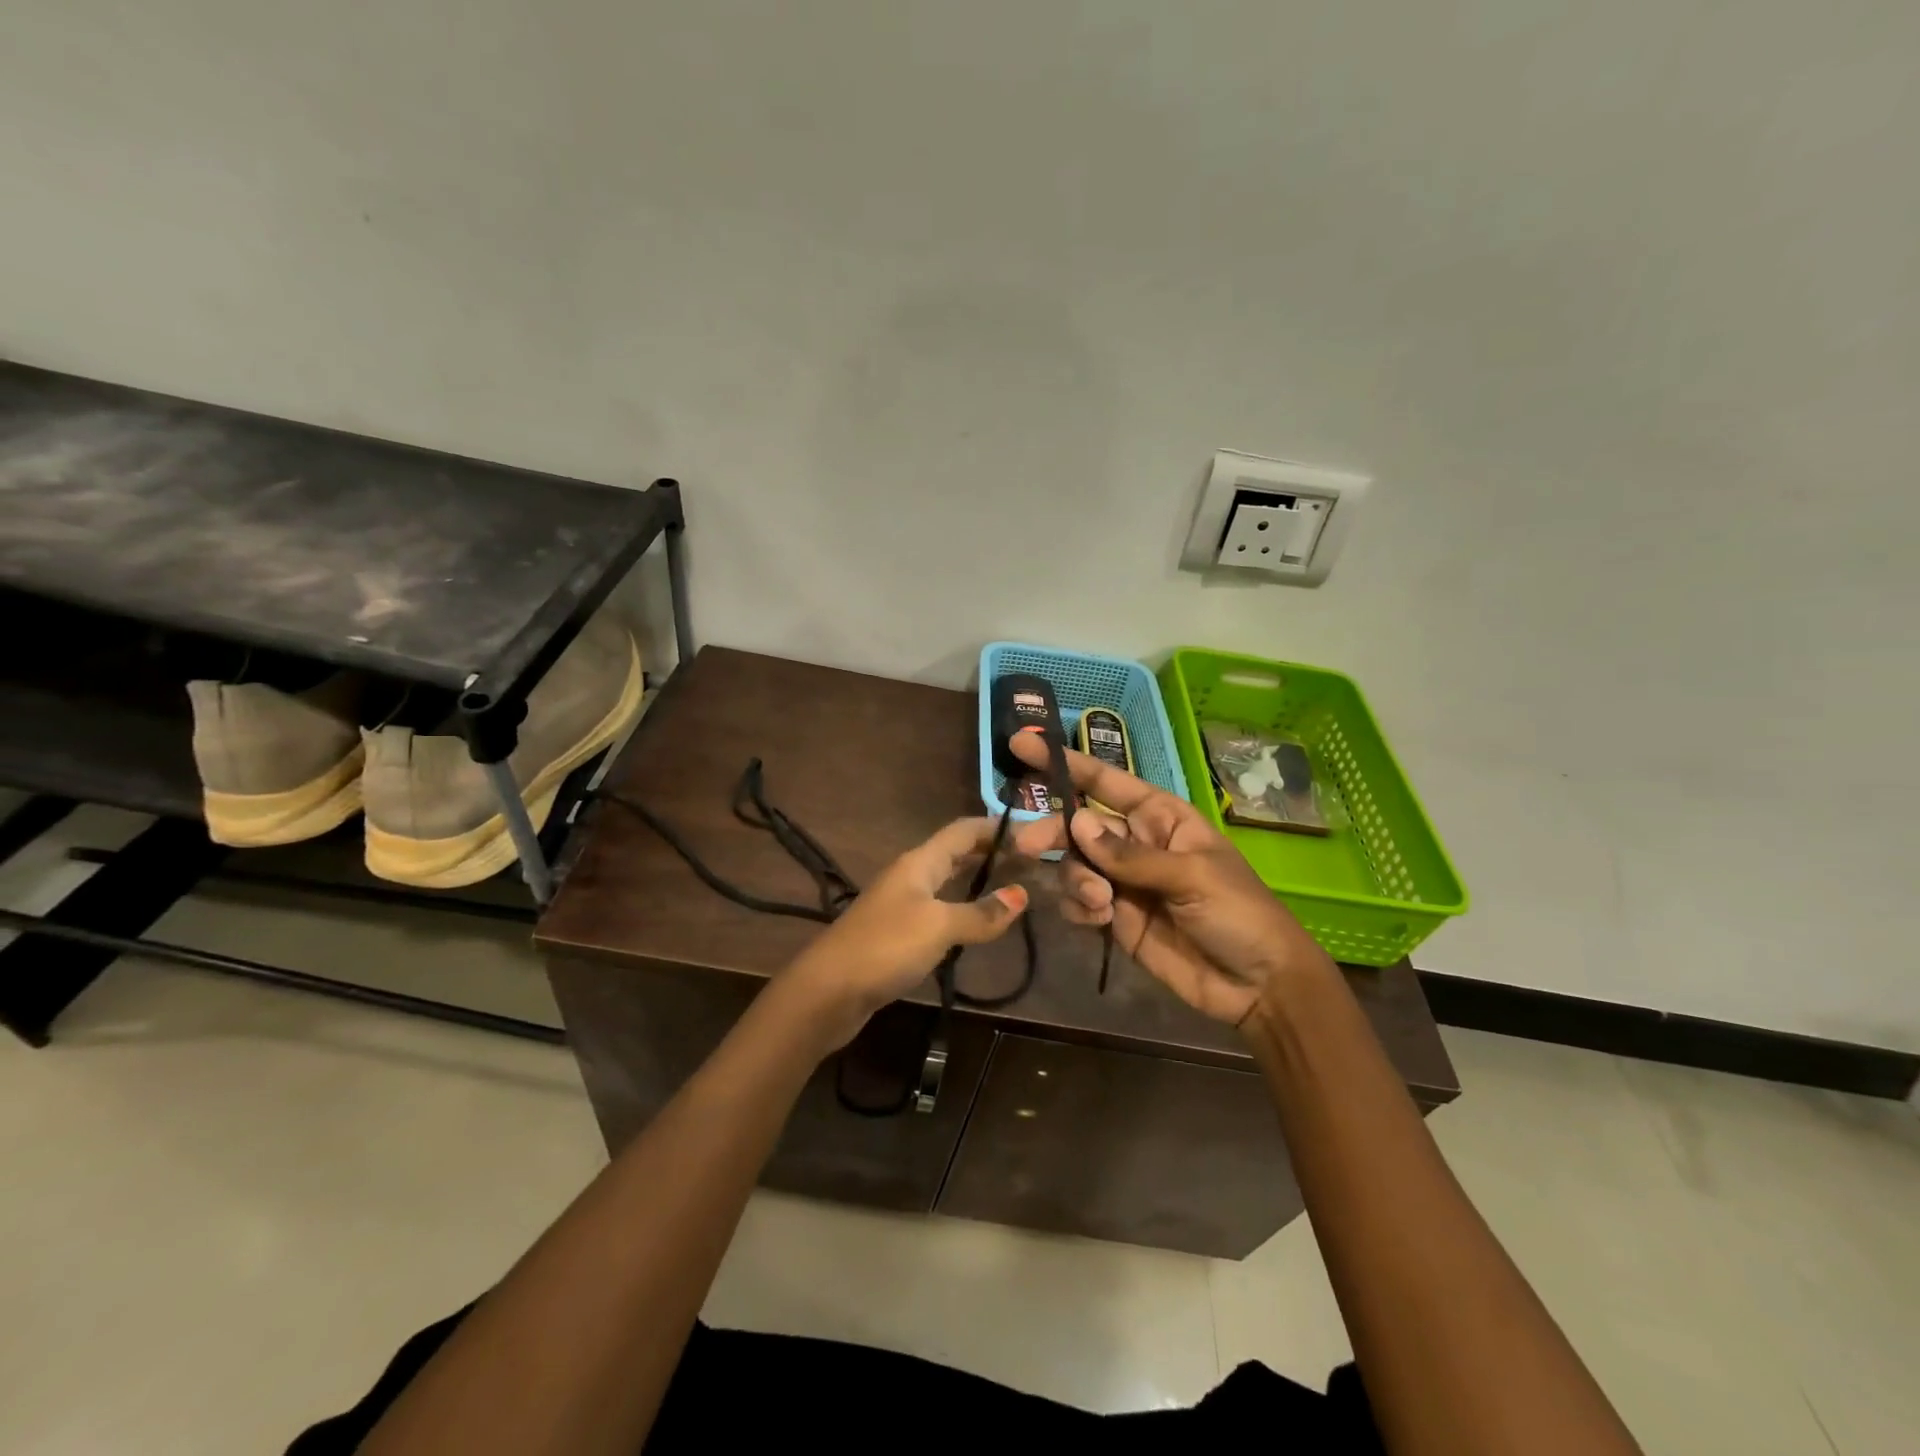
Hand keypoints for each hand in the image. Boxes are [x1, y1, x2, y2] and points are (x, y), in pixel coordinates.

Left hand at [783, 817, 1029, 1049]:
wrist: (828, 991)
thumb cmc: (886, 947)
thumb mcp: (939, 926)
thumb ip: (981, 913)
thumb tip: (1021, 895)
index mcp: (919, 862)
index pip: (963, 831)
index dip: (995, 827)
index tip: (1031, 831)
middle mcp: (909, 876)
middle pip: (954, 854)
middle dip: (990, 853)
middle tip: (1030, 862)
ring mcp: (900, 905)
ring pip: (946, 883)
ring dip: (976, 882)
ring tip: (1012, 889)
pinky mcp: (896, 935)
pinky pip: (937, 911)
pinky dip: (961, 910)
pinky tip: (977, 925)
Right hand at [1007, 732, 1330, 1025]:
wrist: (1257, 986)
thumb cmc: (1238, 914)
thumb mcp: (1191, 876)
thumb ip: (1130, 855)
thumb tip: (1077, 822)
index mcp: (1161, 817)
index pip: (1106, 781)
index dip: (1065, 763)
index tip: (1022, 745)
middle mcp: (1136, 842)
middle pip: (1079, 825)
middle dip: (1053, 832)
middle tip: (1026, 846)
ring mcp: (1123, 881)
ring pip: (1075, 864)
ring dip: (1076, 879)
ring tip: (1100, 904)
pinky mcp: (1115, 917)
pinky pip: (1079, 901)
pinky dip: (1078, 907)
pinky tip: (1098, 921)